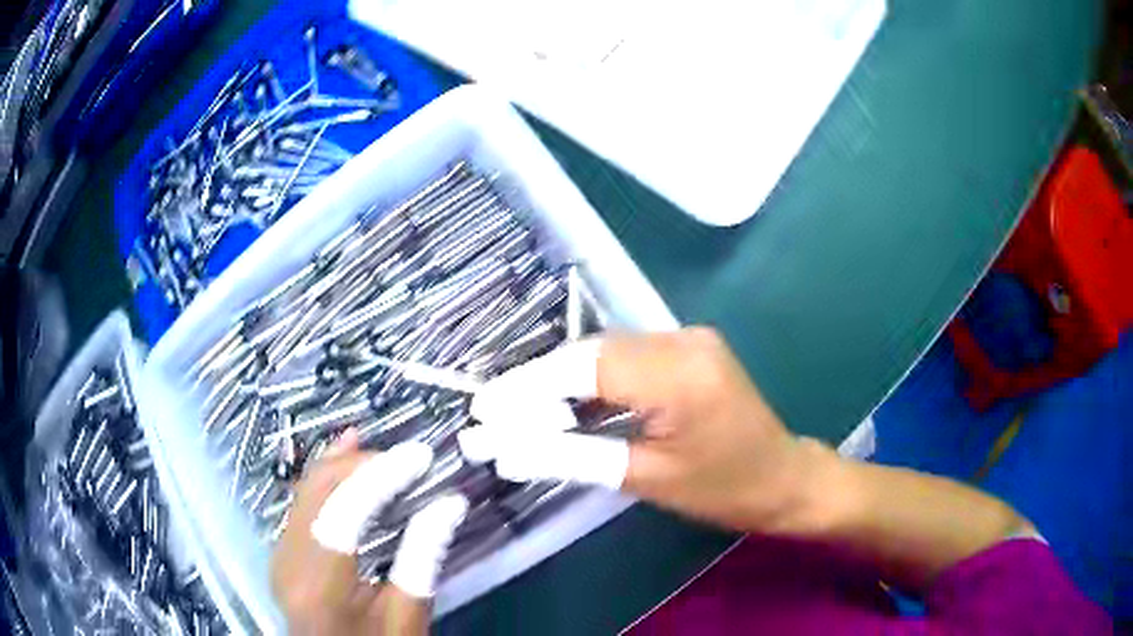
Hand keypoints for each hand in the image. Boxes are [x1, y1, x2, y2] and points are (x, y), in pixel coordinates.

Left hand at [271, 431, 467, 634]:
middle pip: (317, 491)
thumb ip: (423, 558)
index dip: (381, 476)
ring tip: (376, 447)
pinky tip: (343, 463)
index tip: (419, 456)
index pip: (345, 511)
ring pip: (304, 490)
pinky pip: (301, 504)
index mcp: (320, 585)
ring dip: (340, 466)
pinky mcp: (282, 552)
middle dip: (360, 464)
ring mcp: (280, 554)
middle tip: (406, 456)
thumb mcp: (408, 617)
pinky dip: (325, 481)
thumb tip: (449, 504)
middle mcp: (288, 561)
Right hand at [461, 327, 824, 533]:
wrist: (783, 477)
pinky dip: (591, 382)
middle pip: (591, 353)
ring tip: (518, 412)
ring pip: (604, 353)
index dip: (527, 385)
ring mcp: (688, 339)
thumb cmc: (724, 489)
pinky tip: (564, 406)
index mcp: (680, 374)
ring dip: (560, 382)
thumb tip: (508, 450)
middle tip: (493, 413)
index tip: (483, 406)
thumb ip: (574, 457)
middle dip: (537, 383)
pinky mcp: (688, 349)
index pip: (585, 368)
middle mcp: (683, 339)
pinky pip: (626, 358)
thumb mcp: (647, 479)